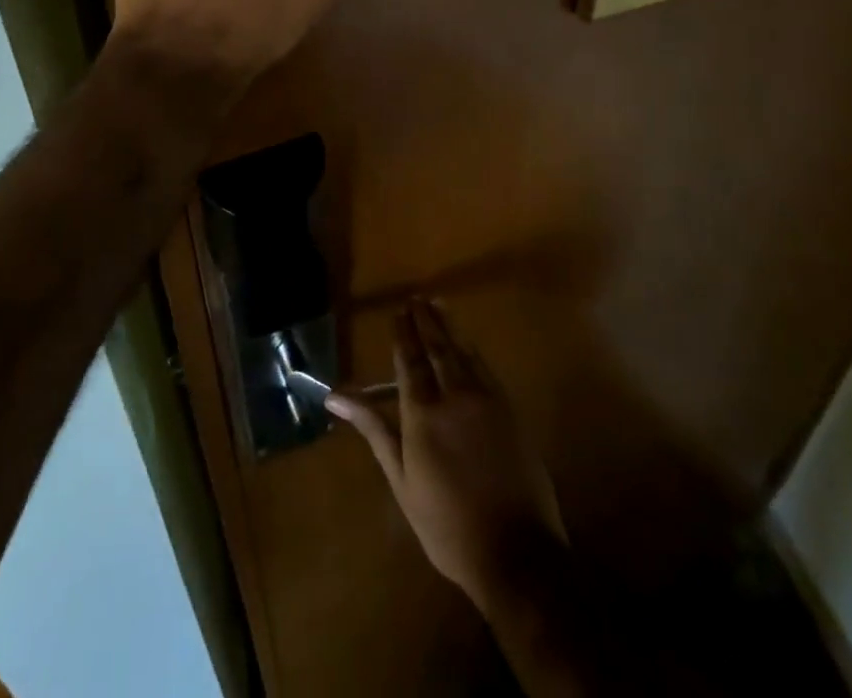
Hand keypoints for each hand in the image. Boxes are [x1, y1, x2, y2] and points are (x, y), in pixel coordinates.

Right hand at [327, 301, 567, 613]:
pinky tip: (467, 343)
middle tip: (416, 298)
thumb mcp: (401, 480)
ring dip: (449, 326)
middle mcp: (454, 396)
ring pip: (463, 351)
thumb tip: (335, 397)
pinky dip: (472, 349)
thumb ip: (373, 430)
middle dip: (425, 320)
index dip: (403, 333)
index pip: (409, 360)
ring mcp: (486, 400)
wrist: (516, 553)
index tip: (398, 311)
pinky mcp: (510, 410)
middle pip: (437, 347)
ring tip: (437, 304)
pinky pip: (486, 367)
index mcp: (422, 414)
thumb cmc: (447, 524)